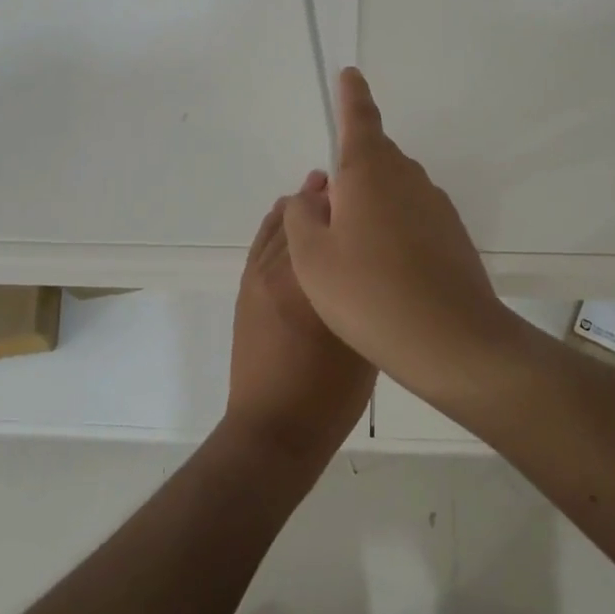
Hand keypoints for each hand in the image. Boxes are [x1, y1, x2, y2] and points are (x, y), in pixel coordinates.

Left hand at [225, 175, 375, 466]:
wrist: (273, 430)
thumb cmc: (329, 394)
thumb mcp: (364, 340)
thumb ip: (363, 293)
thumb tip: (368, 260)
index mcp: (311, 281)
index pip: (327, 223)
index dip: (344, 200)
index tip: (364, 186)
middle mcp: (280, 270)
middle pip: (302, 218)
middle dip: (324, 198)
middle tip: (346, 183)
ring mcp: (258, 278)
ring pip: (280, 226)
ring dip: (300, 206)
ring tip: (318, 186)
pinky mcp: (246, 289)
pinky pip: (262, 242)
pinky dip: (276, 222)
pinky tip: (287, 211)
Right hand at [282, 69, 514, 396]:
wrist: (450, 339)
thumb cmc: (368, 293)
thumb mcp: (312, 259)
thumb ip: (302, 216)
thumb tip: (312, 195)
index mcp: (369, 171)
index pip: (359, 118)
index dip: (351, 95)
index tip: (349, 73)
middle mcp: (406, 177)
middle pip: (375, 157)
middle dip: (352, 170)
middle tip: (330, 210)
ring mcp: (435, 204)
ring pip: (394, 188)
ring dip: (372, 204)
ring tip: (354, 250)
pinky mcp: (452, 233)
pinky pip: (414, 215)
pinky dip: (395, 227)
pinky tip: (386, 268)